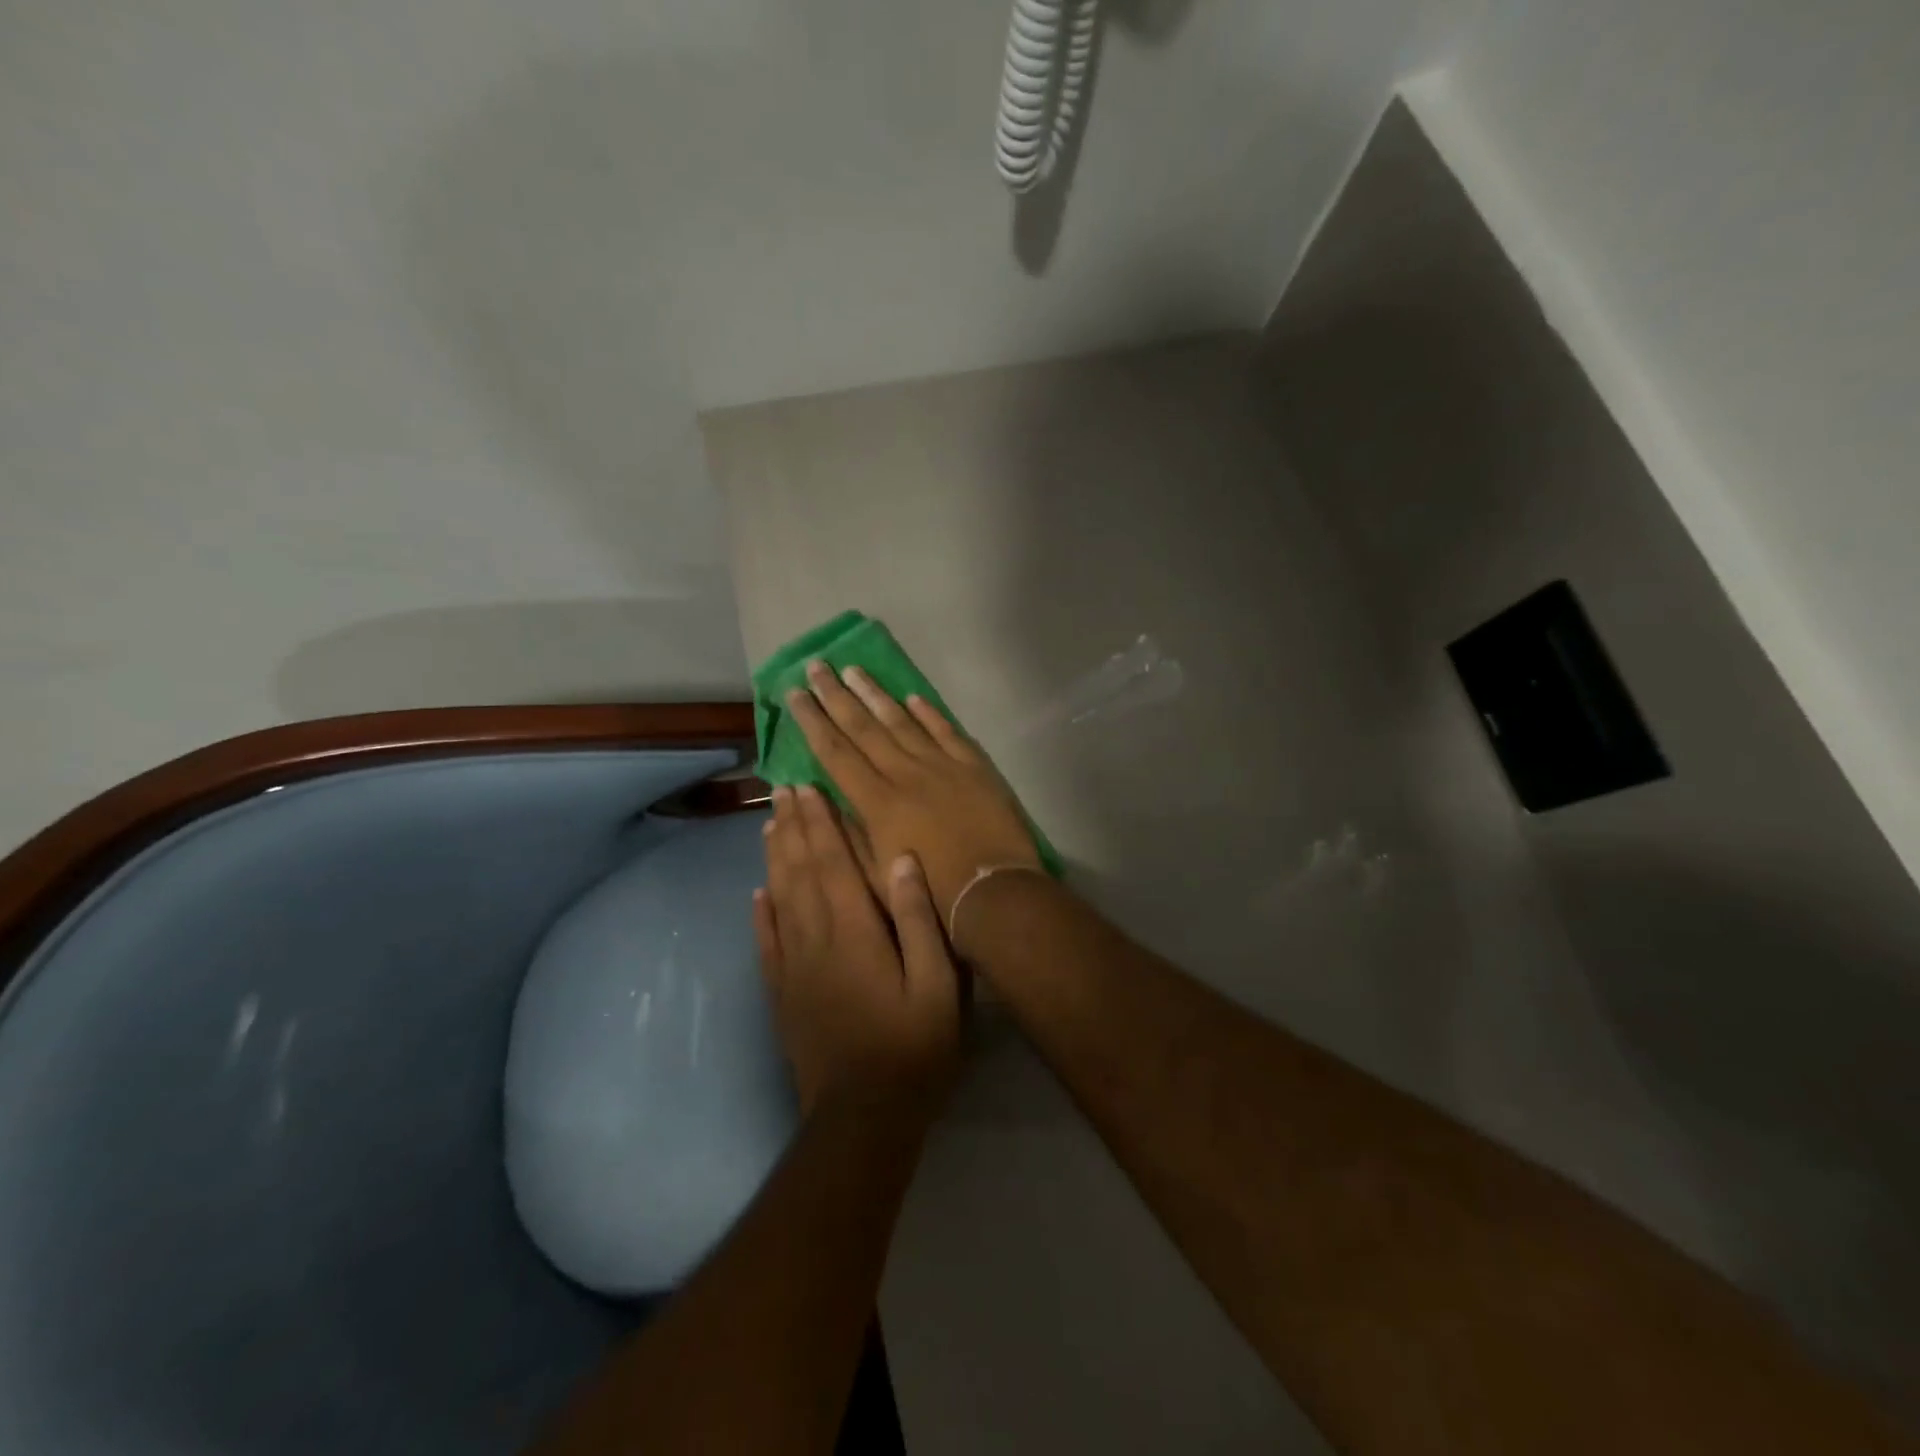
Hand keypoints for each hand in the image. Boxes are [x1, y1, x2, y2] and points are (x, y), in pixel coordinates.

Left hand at [754, 784, 961, 1118]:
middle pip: (799, 871)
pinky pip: (766, 942)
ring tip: (770, 825)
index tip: (808, 788)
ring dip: (774, 859)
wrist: (863, 1117)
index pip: (831, 862)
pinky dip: (760, 912)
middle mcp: (815, 939)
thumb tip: (901, 859)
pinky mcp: (782, 993)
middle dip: (792, 828)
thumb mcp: (938, 984)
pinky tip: (757, 894)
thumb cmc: (913, 1047)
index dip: (819, 823)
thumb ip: (919, 918)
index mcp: (854, 931)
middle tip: (783, 791)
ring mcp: (793, 967)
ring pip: (778, 898)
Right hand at [785, 661, 1040, 925]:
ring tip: (854, 669)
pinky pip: (946, 731)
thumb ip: (846, 833)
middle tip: (817, 666)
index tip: (796, 693)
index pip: (835, 752)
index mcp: (877, 802)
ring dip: (876, 694)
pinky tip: (912, 697)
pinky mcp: (974, 768)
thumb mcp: (874, 876)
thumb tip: (818, 795)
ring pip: (902, 721)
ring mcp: (942, 766)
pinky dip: (929, 713)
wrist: (993, 895)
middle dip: (836, 695)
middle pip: (864, 727)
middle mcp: (905, 774)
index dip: (813, 721)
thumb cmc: (930, 895)